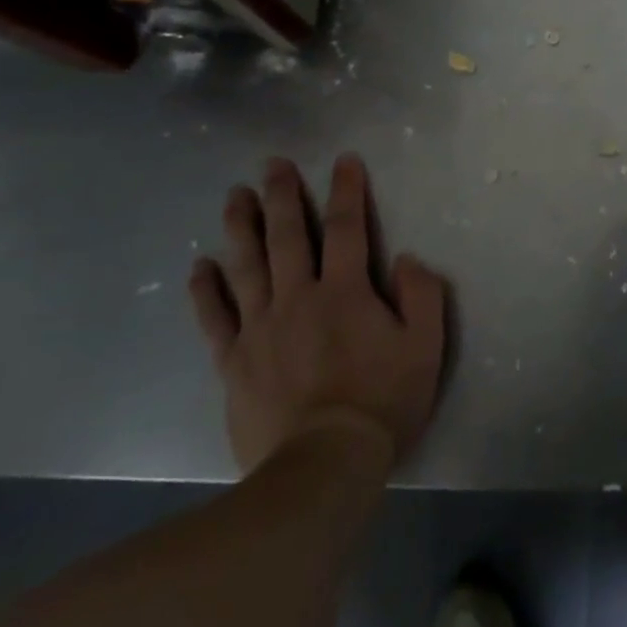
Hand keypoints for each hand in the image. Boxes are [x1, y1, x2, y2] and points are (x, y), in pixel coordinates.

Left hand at [188, 154, 447, 474]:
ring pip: (247, 265)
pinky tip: (200, 266)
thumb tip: (406, 258)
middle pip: (288, 236)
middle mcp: (299, 297)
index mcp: (347, 291)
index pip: (348, 228)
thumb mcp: (426, 347)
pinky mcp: (234, 361)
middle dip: (283, 195)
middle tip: (273, 164)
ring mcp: (261, 328)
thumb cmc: (382, 403)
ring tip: (234, 196)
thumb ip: (422, 295)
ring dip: (241, 227)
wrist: (322, 465)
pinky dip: (206, 289)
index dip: (347, 190)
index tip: (344, 161)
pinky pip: (215, 317)